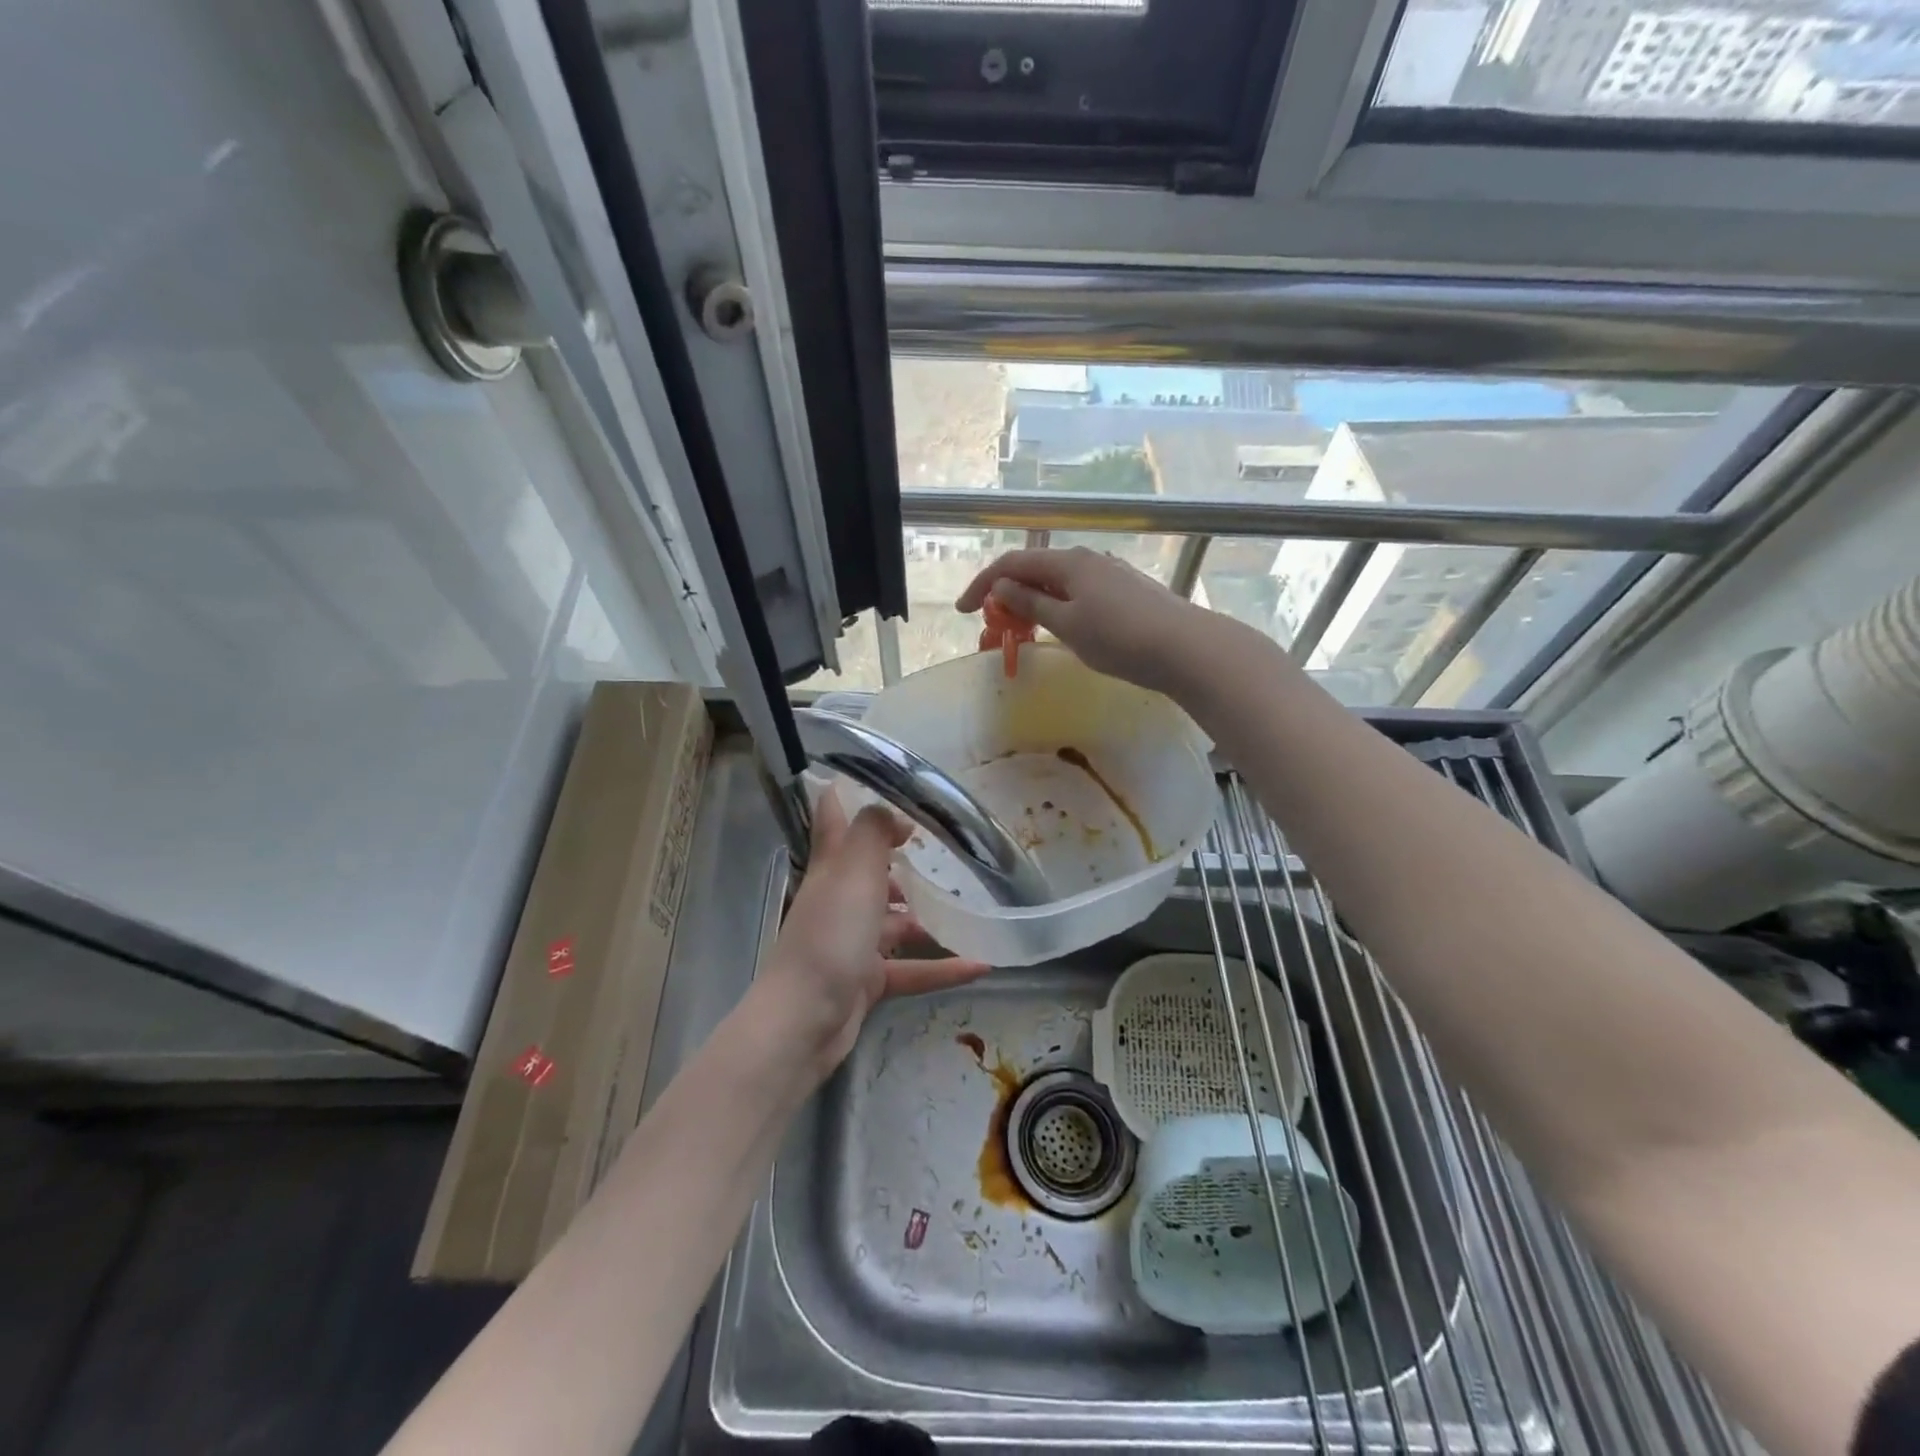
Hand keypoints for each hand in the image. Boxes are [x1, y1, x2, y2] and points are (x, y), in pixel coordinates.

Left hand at [759, 789, 991, 1078]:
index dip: (847, 793)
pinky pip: (911, 968)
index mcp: (832, 868)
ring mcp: (852, 943)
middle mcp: (840, 900)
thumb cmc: (830, 935)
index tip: (879, 777)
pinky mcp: (866, 981)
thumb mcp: (854, 872)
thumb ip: (873, 832)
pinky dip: (943, 967)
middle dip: (901, 860)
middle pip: (870, 872)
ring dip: (928, 917)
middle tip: (944, 849)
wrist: (805, 1020)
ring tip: (970, 908)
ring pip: (895, 923)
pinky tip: (981, 964)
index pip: (834, 818)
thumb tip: (895, 813)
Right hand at [955, 546, 1221, 696]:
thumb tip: (1001, 587)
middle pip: (1035, 569)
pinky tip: (1061, 627)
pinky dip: (1057, 606)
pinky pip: (1078, 592)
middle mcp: (1088, 559)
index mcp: (1068, 562)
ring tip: (1023, 629)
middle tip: (993, 624)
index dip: (982, 584)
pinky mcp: (1125, 590)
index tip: (962, 611)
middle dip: (1007, 593)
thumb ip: (1030, 603)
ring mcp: (1110, 573)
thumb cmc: (1120, 639)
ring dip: (1032, 601)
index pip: (1012, 564)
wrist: (1186, 648)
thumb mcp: (1067, 624)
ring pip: (1058, 582)